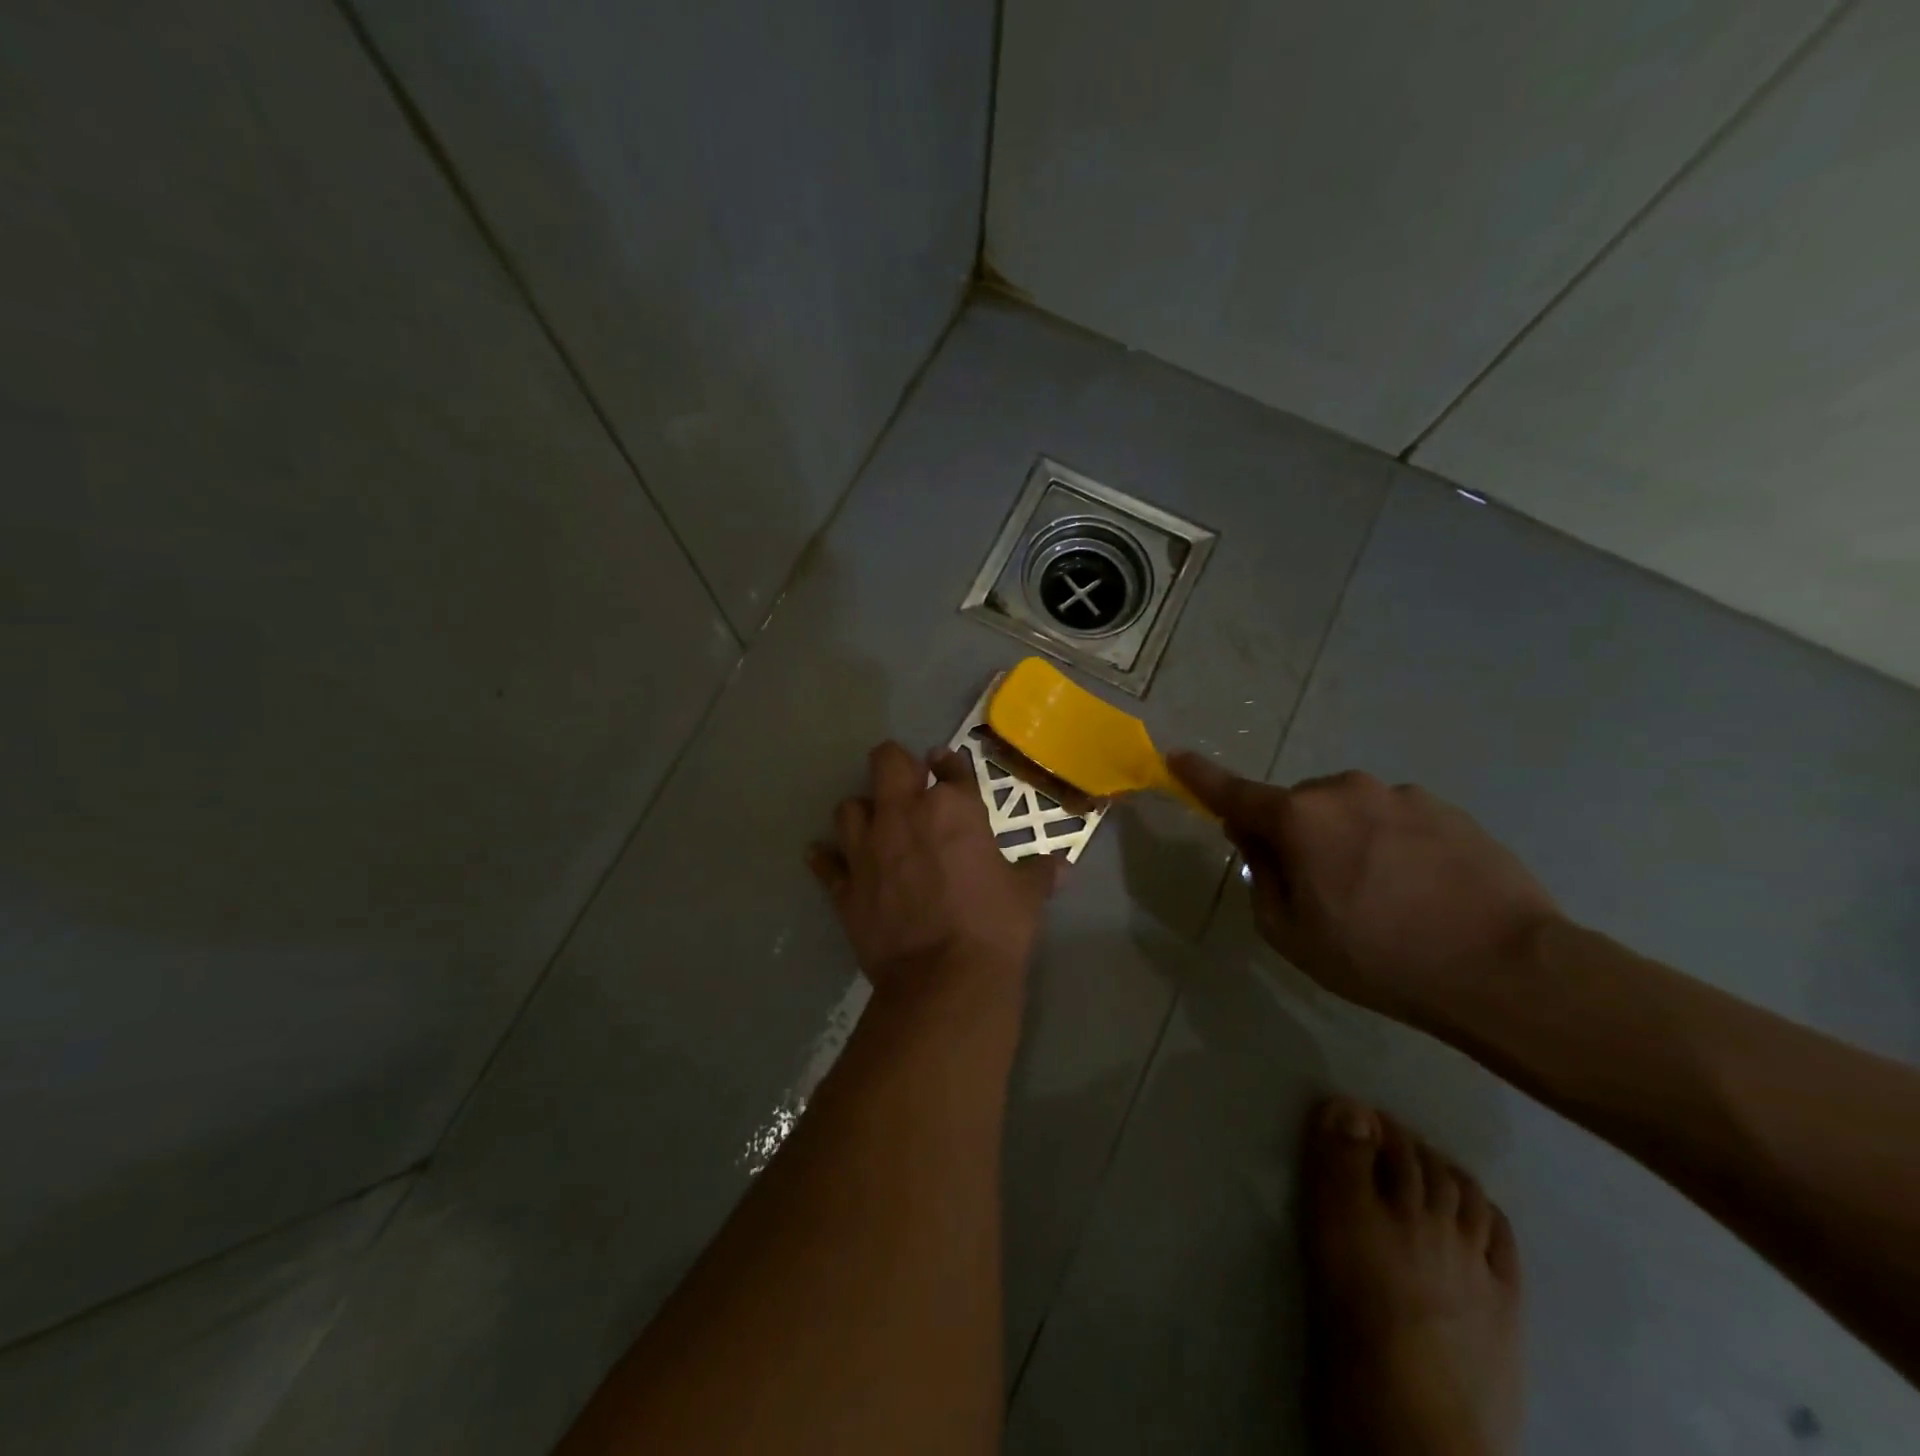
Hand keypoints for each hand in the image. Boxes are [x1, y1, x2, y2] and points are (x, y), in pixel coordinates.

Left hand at [809, 742, 1062, 991]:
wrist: (946, 980)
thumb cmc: (995, 926)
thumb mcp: (1027, 895)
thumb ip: (1040, 873)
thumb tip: (1062, 867)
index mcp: (953, 808)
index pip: (951, 767)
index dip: (950, 762)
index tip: (946, 764)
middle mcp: (904, 815)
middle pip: (887, 762)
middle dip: (896, 765)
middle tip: (906, 784)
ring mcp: (868, 849)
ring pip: (848, 807)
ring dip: (861, 812)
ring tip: (874, 827)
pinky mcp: (845, 886)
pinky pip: (825, 862)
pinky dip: (826, 859)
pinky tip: (828, 859)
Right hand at [1171, 755, 1561, 1025]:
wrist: (1506, 969)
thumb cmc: (1380, 957)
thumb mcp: (1292, 936)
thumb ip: (1262, 881)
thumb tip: (1260, 846)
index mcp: (1299, 818)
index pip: (1234, 792)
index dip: (1200, 776)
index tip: (1176, 756)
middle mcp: (1345, 790)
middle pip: (1298, 807)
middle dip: (1294, 834)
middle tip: (1319, 890)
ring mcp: (1402, 795)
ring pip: (1350, 812)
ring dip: (1347, 840)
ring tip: (1383, 897)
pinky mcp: (1447, 810)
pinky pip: (1396, 821)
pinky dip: (1392, 845)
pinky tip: (1421, 891)